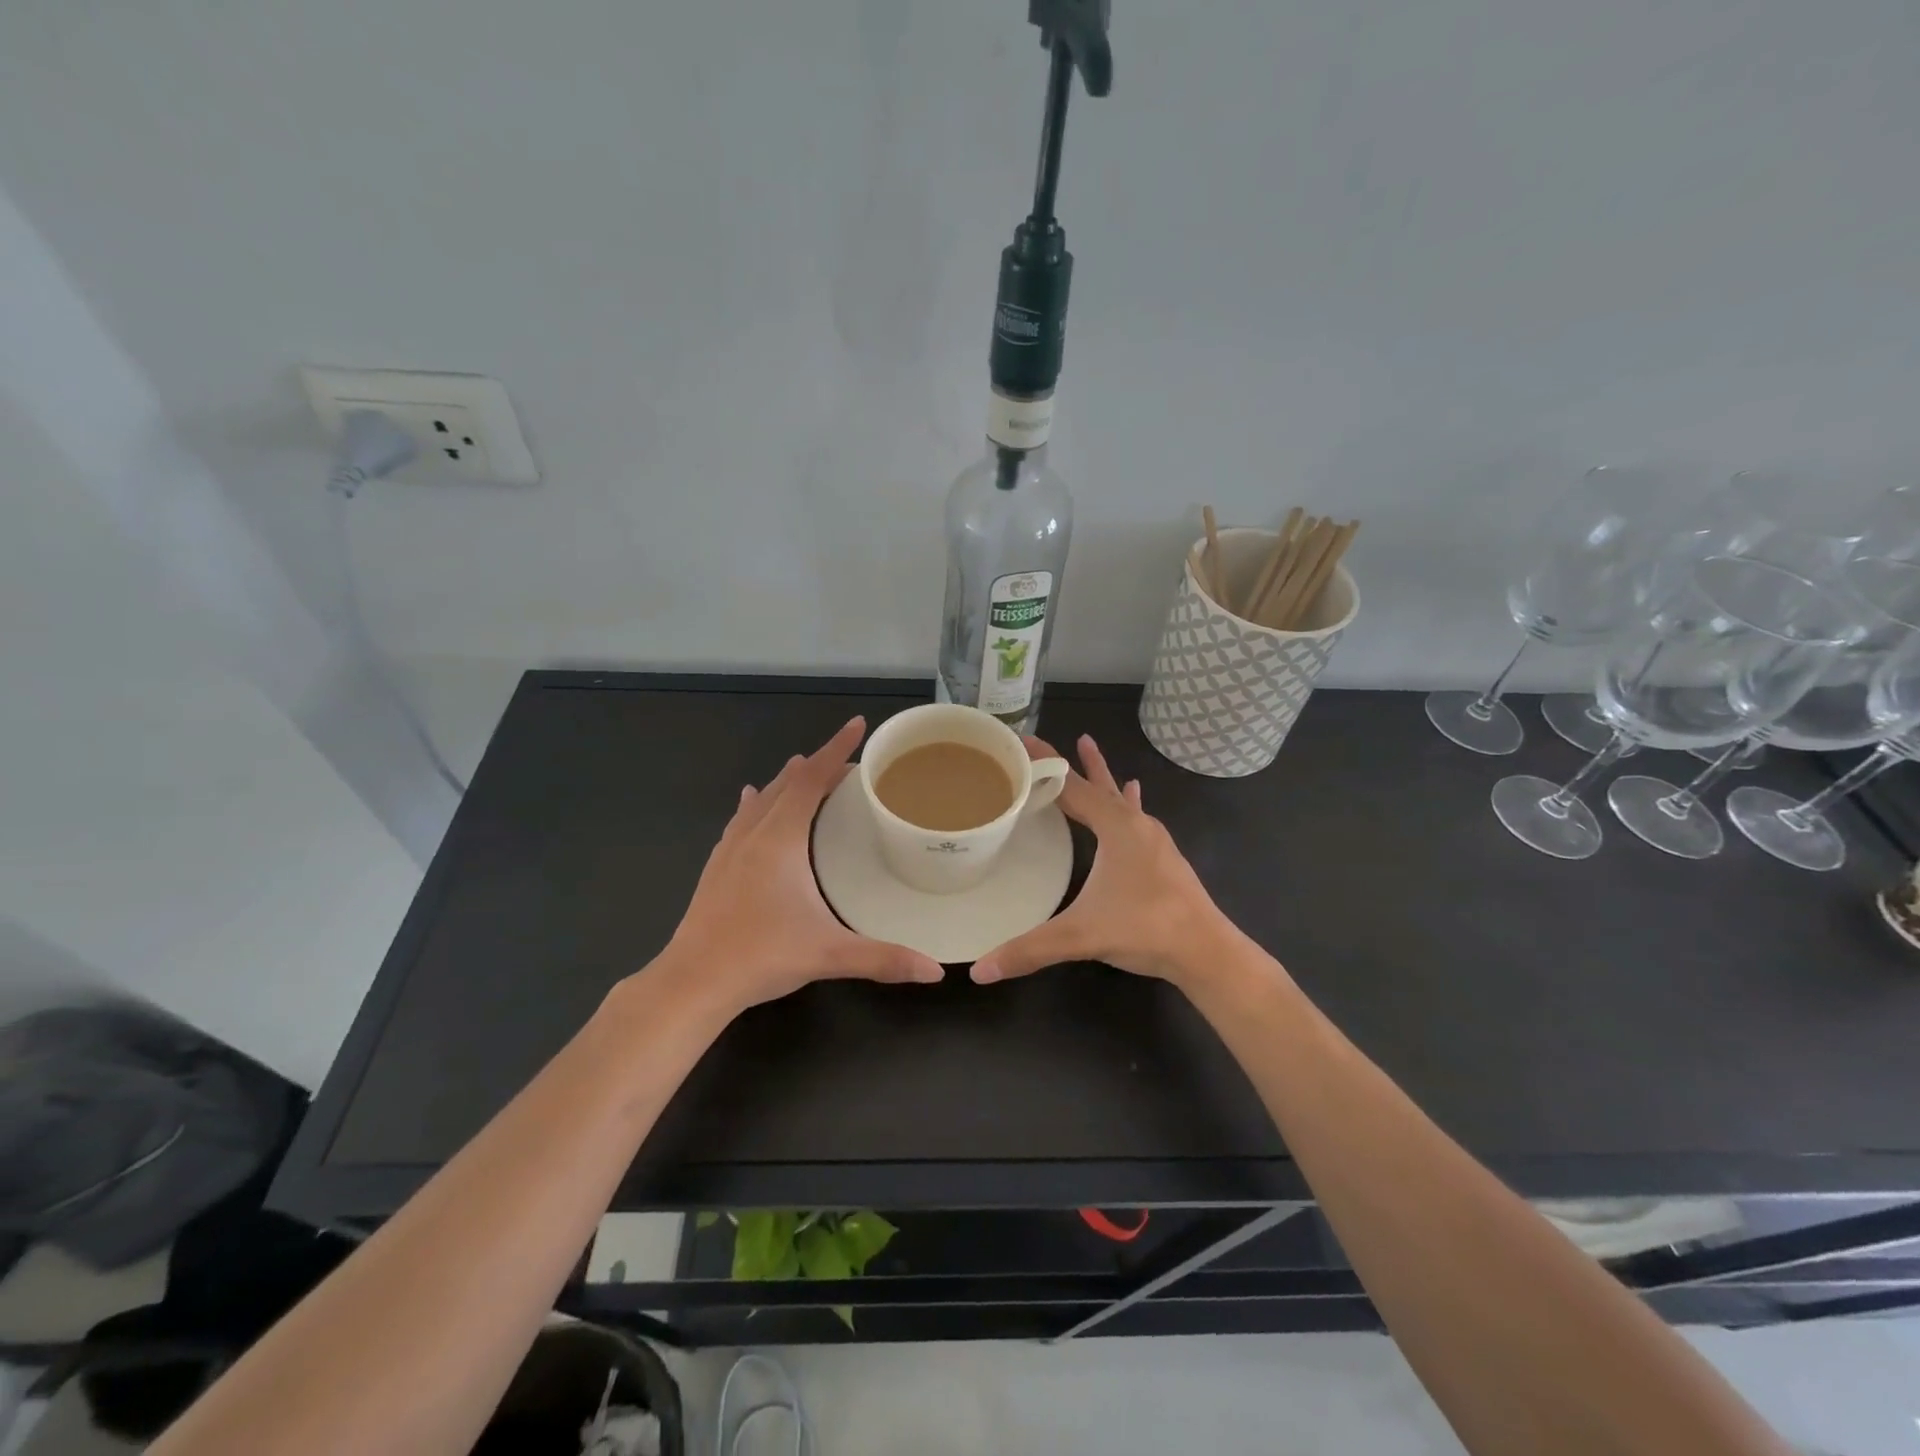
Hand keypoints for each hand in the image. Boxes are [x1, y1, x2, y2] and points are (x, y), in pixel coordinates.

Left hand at [658, 718, 943, 1014]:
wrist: (692, 982)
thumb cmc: (761, 957)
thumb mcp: (828, 955)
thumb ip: (883, 958)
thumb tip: (934, 970)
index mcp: (780, 841)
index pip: (811, 780)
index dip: (836, 750)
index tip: (858, 724)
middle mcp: (753, 835)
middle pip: (786, 784)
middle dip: (817, 766)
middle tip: (847, 762)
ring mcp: (729, 851)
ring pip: (760, 800)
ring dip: (785, 781)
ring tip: (804, 768)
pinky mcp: (716, 869)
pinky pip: (740, 820)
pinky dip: (755, 804)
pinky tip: (749, 803)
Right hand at [971, 734, 1233, 988]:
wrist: (1206, 951)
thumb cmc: (1145, 929)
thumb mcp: (1081, 935)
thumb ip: (1030, 950)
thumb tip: (980, 969)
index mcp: (1116, 828)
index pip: (1070, 786)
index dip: (1044, 764)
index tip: (1021, 740)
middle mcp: (1135, 824)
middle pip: (1094, 784)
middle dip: (1066, 762)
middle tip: (1040, 742)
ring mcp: (1152, 839)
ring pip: (1118, 796)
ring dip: (1099, 774)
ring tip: (1087, 746)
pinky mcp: (1162, 856)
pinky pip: (1135, 816)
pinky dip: (1125, 800)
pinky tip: (1133, 793)